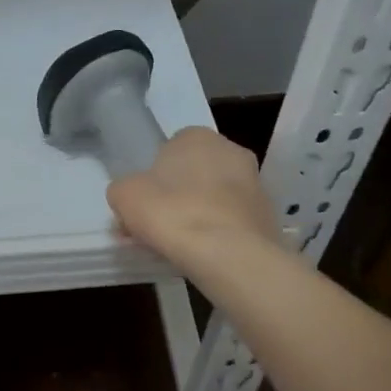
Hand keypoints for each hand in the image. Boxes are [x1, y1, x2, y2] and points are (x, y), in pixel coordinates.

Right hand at [106, 128, 280, 273]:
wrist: (229, 254)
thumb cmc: (171, 213)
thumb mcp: (125, 196)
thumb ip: (123, 189)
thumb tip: (131, 197)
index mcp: (197, 136)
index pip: (169, 150)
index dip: (153, 178)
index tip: (143, 205)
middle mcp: (231, 150)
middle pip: (194, 174)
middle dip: (177, 196)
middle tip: (157, 227)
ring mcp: (255, 183)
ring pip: (214, 198)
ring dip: (198, 215)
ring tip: (178, 246)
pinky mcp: (267, 215)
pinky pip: (232, 221)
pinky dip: (218, 233)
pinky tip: (204, 254)